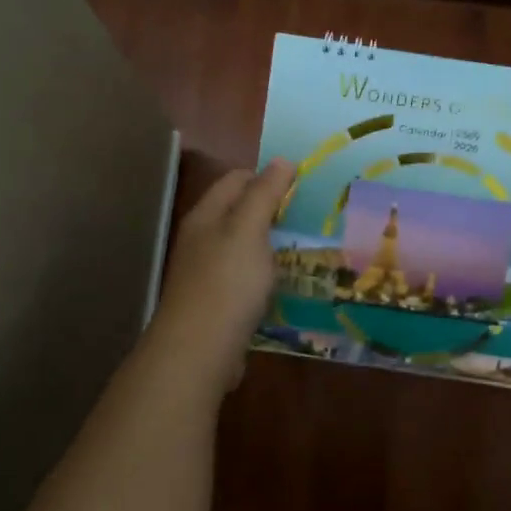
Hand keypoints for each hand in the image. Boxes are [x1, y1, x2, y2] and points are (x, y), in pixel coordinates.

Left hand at [150, 158, 294, 383]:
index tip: (303, 187)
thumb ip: (265, 194)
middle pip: (239, 212)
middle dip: (272, 211)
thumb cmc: (227, 283)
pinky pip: (244, 278)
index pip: (237, 179)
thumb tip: (282, 160)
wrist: (199, 351)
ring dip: (271, 244)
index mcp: (207, 216)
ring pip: (243, 246)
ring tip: (306, 248)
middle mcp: (202, 239)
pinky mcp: (216, 302)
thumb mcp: (249, 231)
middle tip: (311, 217)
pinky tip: (284, 284)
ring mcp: (207, 273)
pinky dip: (264, 275)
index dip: (268, 177)